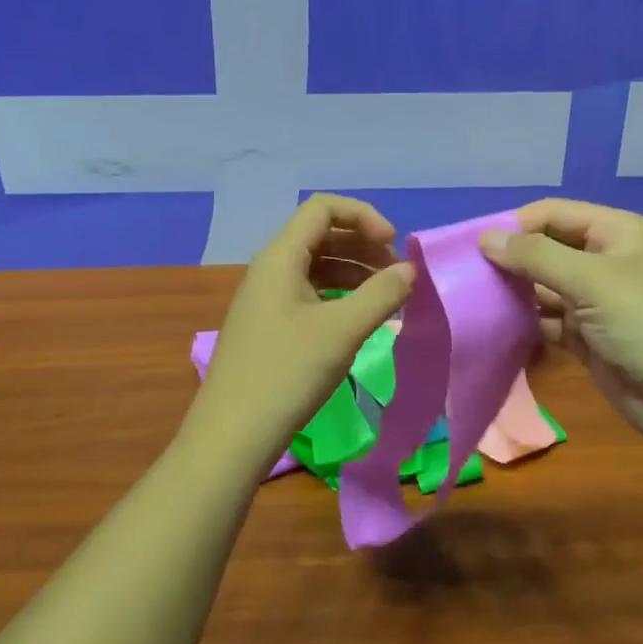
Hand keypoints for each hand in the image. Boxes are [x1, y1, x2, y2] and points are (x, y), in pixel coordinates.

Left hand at [189, 195, 415, 472]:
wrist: (232, 435)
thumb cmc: (287, 373)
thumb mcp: (342, 331)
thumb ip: (382, 294)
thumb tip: (410, 270)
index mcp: (280, 257)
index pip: (323, 208)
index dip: (363, 216)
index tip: (393, 245)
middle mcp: (270, 269)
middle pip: (321, 234)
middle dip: (363, 245)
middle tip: (397, 273)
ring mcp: (266, 298)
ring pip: (316, 266)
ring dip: (354, 271)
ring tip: (388, 295)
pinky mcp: (269, 325)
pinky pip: (309, 293)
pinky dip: (339, 295)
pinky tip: (360, 317)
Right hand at [480, 199, 642, 466]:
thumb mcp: (591, 280)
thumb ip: (535, 256)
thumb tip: (486, 238)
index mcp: (617, 232)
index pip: (554, 214)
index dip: (515, 224)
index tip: (473, 244)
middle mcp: (607, 260)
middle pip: (548, 248)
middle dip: (511, 259)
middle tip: (466, 274)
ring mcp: (598, 301)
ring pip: (545, 287)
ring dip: (515, 292)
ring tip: (472, 299)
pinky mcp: (590, 337)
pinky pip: (549, 320)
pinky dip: (526, 322)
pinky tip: (495, 326)